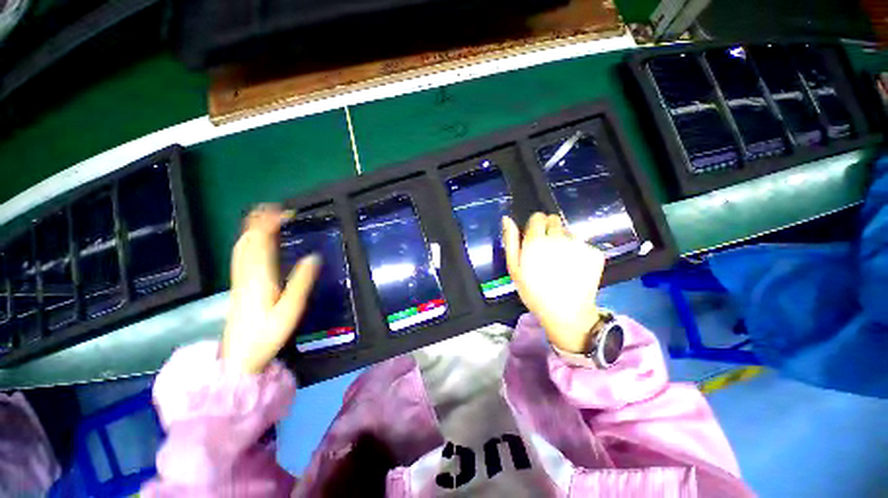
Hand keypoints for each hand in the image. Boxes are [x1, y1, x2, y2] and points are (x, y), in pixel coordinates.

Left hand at [222, 205, 321, 373]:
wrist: (239, 357)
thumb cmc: (267, 334)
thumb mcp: (290, 309)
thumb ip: (301, 282)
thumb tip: (314, 257)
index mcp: (260, 277)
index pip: (262, 242)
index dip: (270, 223)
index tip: (285, 212)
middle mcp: (247, 273)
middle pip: (248, 240)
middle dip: (259, 220)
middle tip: (275, 208)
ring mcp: (240, 279)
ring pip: (241, 246)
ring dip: (252, 228)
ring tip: (264, 217)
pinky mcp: (238, 285)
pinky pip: (240, 256)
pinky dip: (247, 241)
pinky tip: (253, 241)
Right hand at [502, 213, 604, 352]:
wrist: (566, 313)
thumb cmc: (534, 292)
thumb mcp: (514, 268)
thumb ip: (511, 241)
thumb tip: (507, 218)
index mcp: (536, 242)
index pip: (538, 217)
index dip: (535, 226)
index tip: (534, 238)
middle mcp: (558, 239)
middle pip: (554, 221)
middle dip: (549, 231)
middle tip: (547, 252)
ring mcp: (579, 245)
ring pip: (568, 232)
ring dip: (564, 241)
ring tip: (561, 262)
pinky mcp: (594, 253)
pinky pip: (582, 244)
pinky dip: (578, 251)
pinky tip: (574, 268)